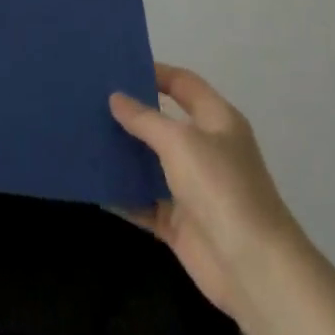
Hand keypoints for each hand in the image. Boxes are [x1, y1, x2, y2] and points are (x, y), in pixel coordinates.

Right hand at [110, 64, 302, 321]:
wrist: (252, 267)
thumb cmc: (221, 188)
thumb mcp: (180, 142)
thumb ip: (145, 119)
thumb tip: (116, 98)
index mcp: (217, 121)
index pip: (184, 84)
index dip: (155, 72)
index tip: (117, 67)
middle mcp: (205, 150)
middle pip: (162, 123)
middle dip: (129, 114)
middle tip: (88, 100)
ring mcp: (191, 188)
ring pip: (149, 163)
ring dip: (121, 154)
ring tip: (82, 136)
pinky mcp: (178, 221)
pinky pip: (142, 201)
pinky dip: (121, 194)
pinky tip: (91, 182)